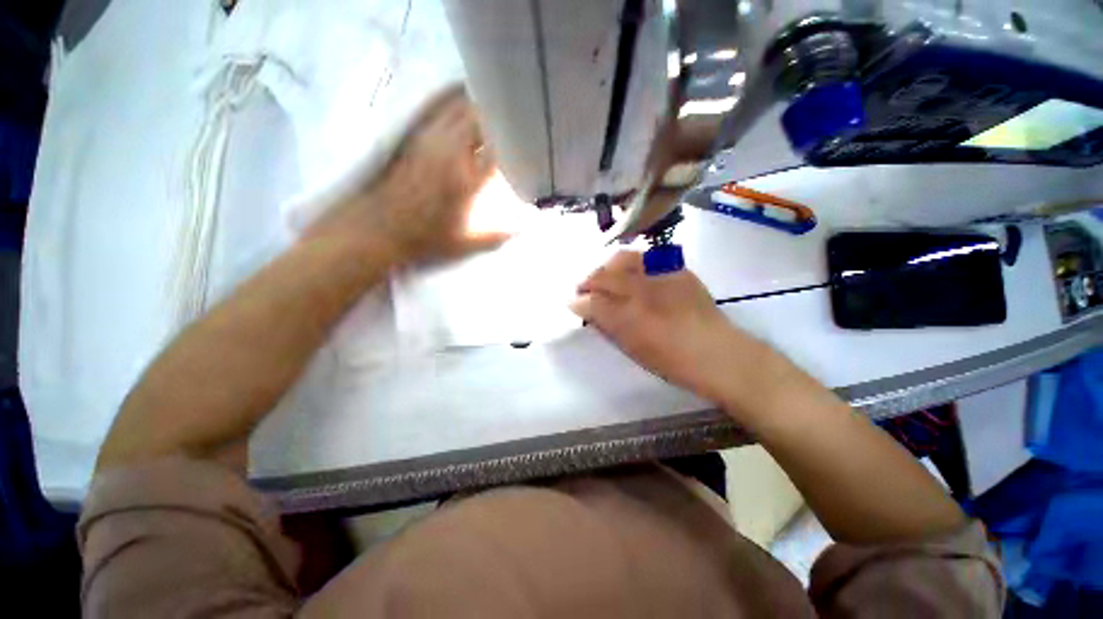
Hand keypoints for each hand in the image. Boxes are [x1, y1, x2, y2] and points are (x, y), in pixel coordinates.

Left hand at [313, 87, 508, 264]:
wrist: (380, 228)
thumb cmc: (426, 238)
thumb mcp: (467, 244)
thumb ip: (499, 235)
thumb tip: (526, 228)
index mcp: (465, 180)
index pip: (498, 147)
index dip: (516, 141)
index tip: (528, 143)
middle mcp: (449, 153)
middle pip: (479, 117)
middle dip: (499, 118)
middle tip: (514, 126)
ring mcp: (430, 141)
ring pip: (459, 109)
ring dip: (479, 109)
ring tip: (495, 115)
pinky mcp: (417, 139)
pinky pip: (442, 112)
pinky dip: (458, 108)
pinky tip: (466, 115)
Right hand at [570, 251, 749, 403]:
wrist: (716, 352)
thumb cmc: (670, 360)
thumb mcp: (631, 347)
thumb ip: (606, 325)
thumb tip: (584, 308)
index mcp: (628, 316)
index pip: (591, 300)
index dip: (579, 300)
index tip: (573, 303)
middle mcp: (641, 290)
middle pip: (602, 275)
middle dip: (588, 281)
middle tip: (585, 290)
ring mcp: (660, 275)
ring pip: (622, 259)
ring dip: (607, 267)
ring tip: (607, 277)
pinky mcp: (677, 269)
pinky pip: (646, 257)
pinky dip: (632, 263)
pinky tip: (633, 274)